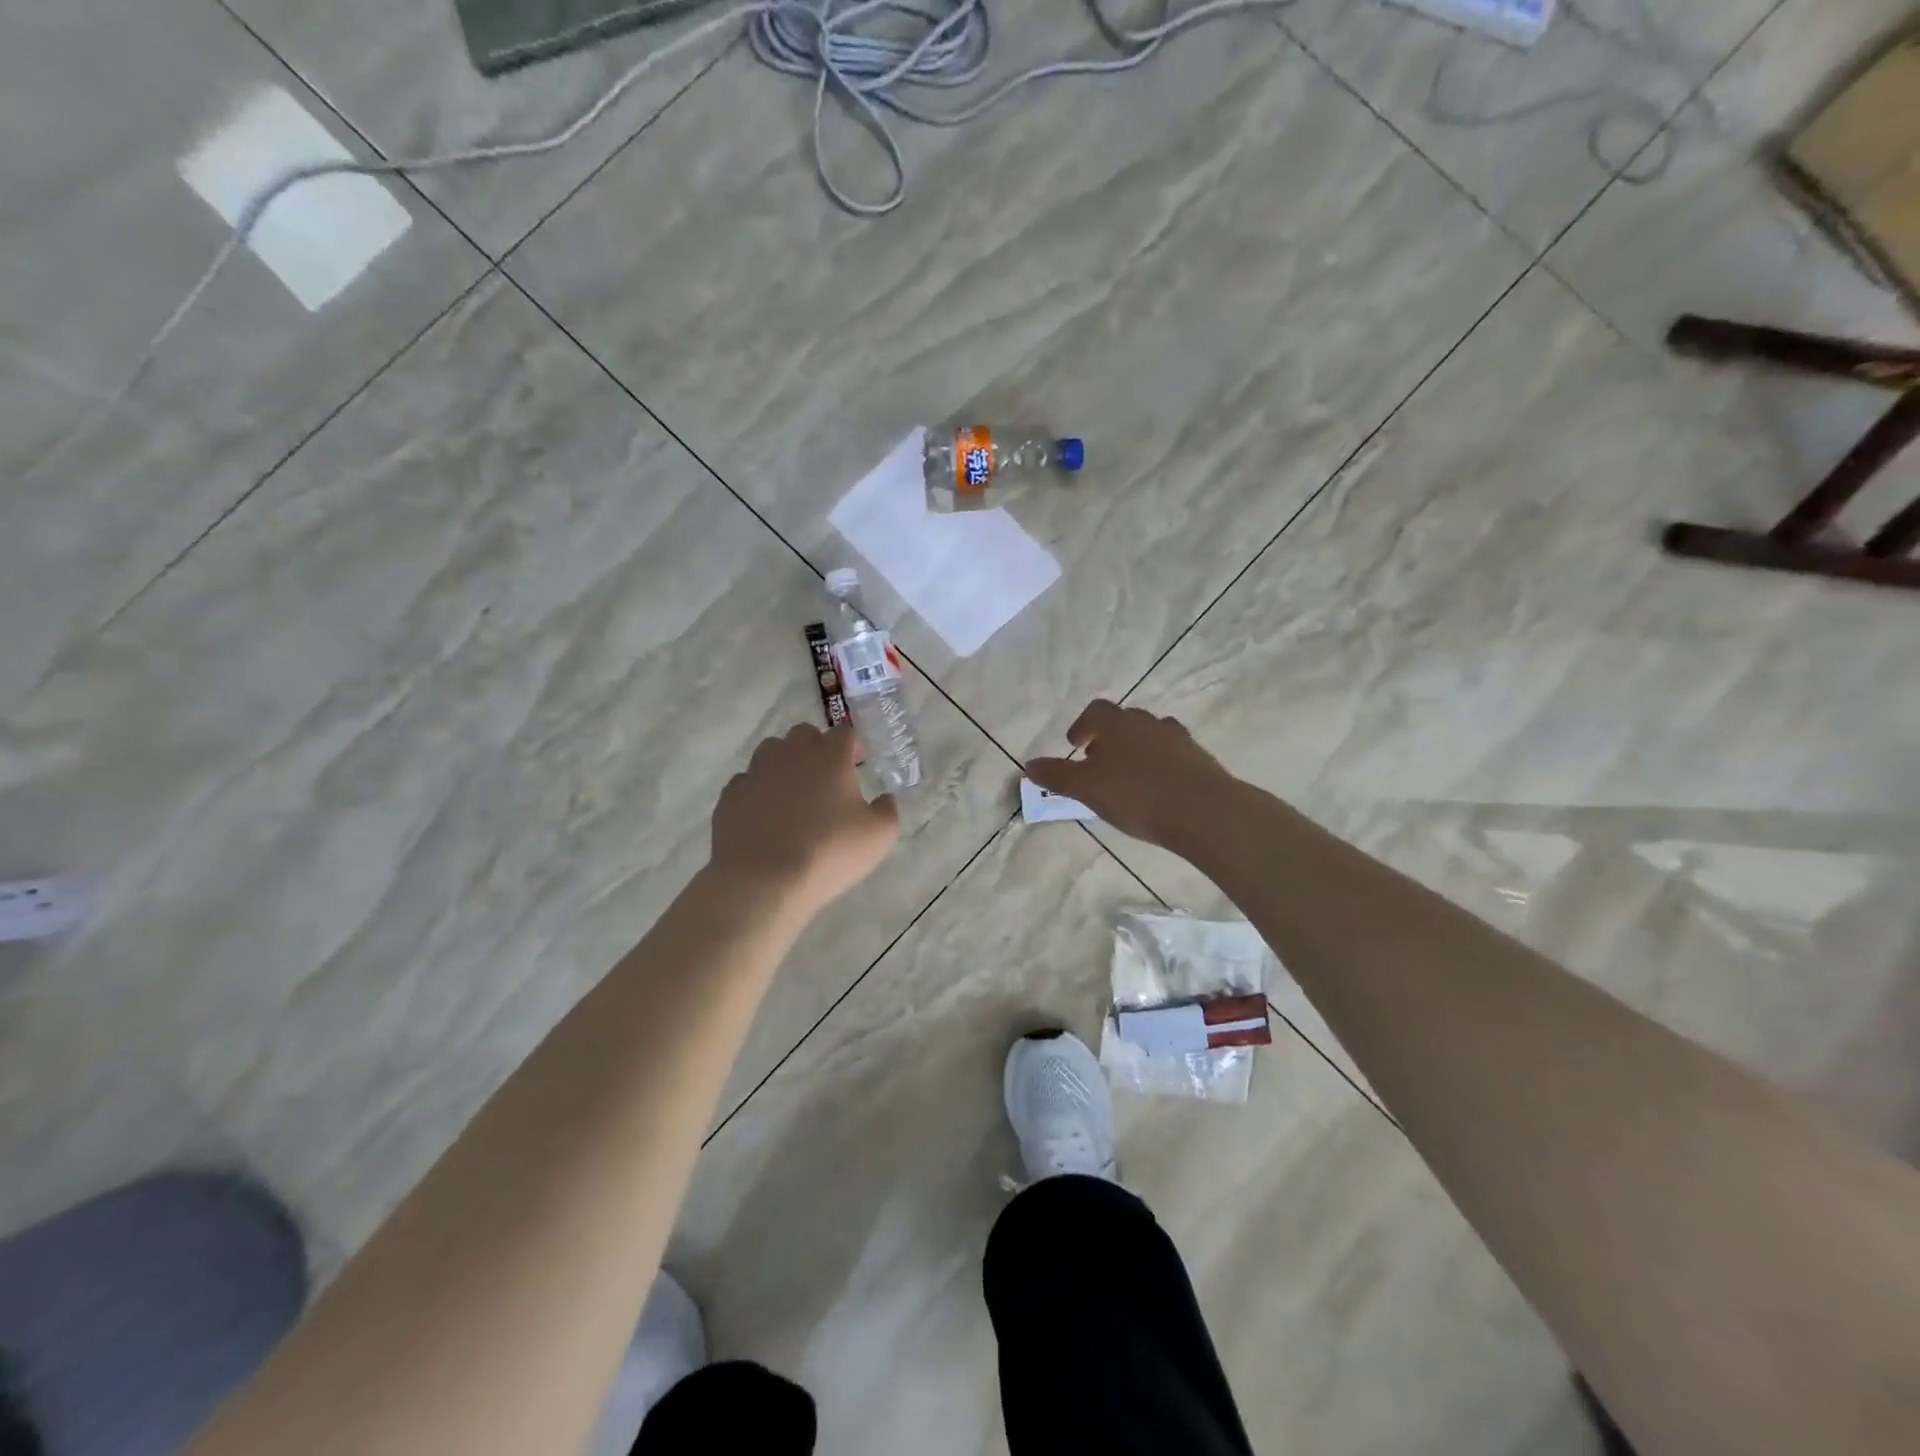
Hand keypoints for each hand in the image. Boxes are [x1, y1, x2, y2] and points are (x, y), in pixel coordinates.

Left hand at [710, 723, 898, 913]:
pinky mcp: (730, 795)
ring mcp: (756, 772)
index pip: (844, 732)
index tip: (858, 764)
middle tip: (826, 777)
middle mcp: (791, 755)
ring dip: (784, 763)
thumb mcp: (879, 837)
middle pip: (804, 734)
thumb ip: (887, 811)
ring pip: (771, 751)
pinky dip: (758, 790)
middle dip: (817, 748)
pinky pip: (747, 781)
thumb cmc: (828, 853)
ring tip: (792, 792)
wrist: (763, 880)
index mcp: (830, 758)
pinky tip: (765, 814)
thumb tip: (884, 799)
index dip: (853, 745)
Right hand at [1024, 699, 1234, 851]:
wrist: (1203, 811)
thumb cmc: (1136, 795)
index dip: (1082, 726)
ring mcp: (1178, 739)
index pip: (1095, 711)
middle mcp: (1148, 722)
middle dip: (1109, 738)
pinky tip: (1157, 789)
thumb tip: (1028, 765)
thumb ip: (1057, 775)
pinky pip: (1173, 755)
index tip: (1076, 745)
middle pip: (1124, 721)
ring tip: (1129, 777)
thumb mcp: (1086, 788)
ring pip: (1151, 736)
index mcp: (1118, 723)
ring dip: (1136, 750)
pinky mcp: (1200, 759)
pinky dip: (1161, 765)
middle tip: (1099, 762)